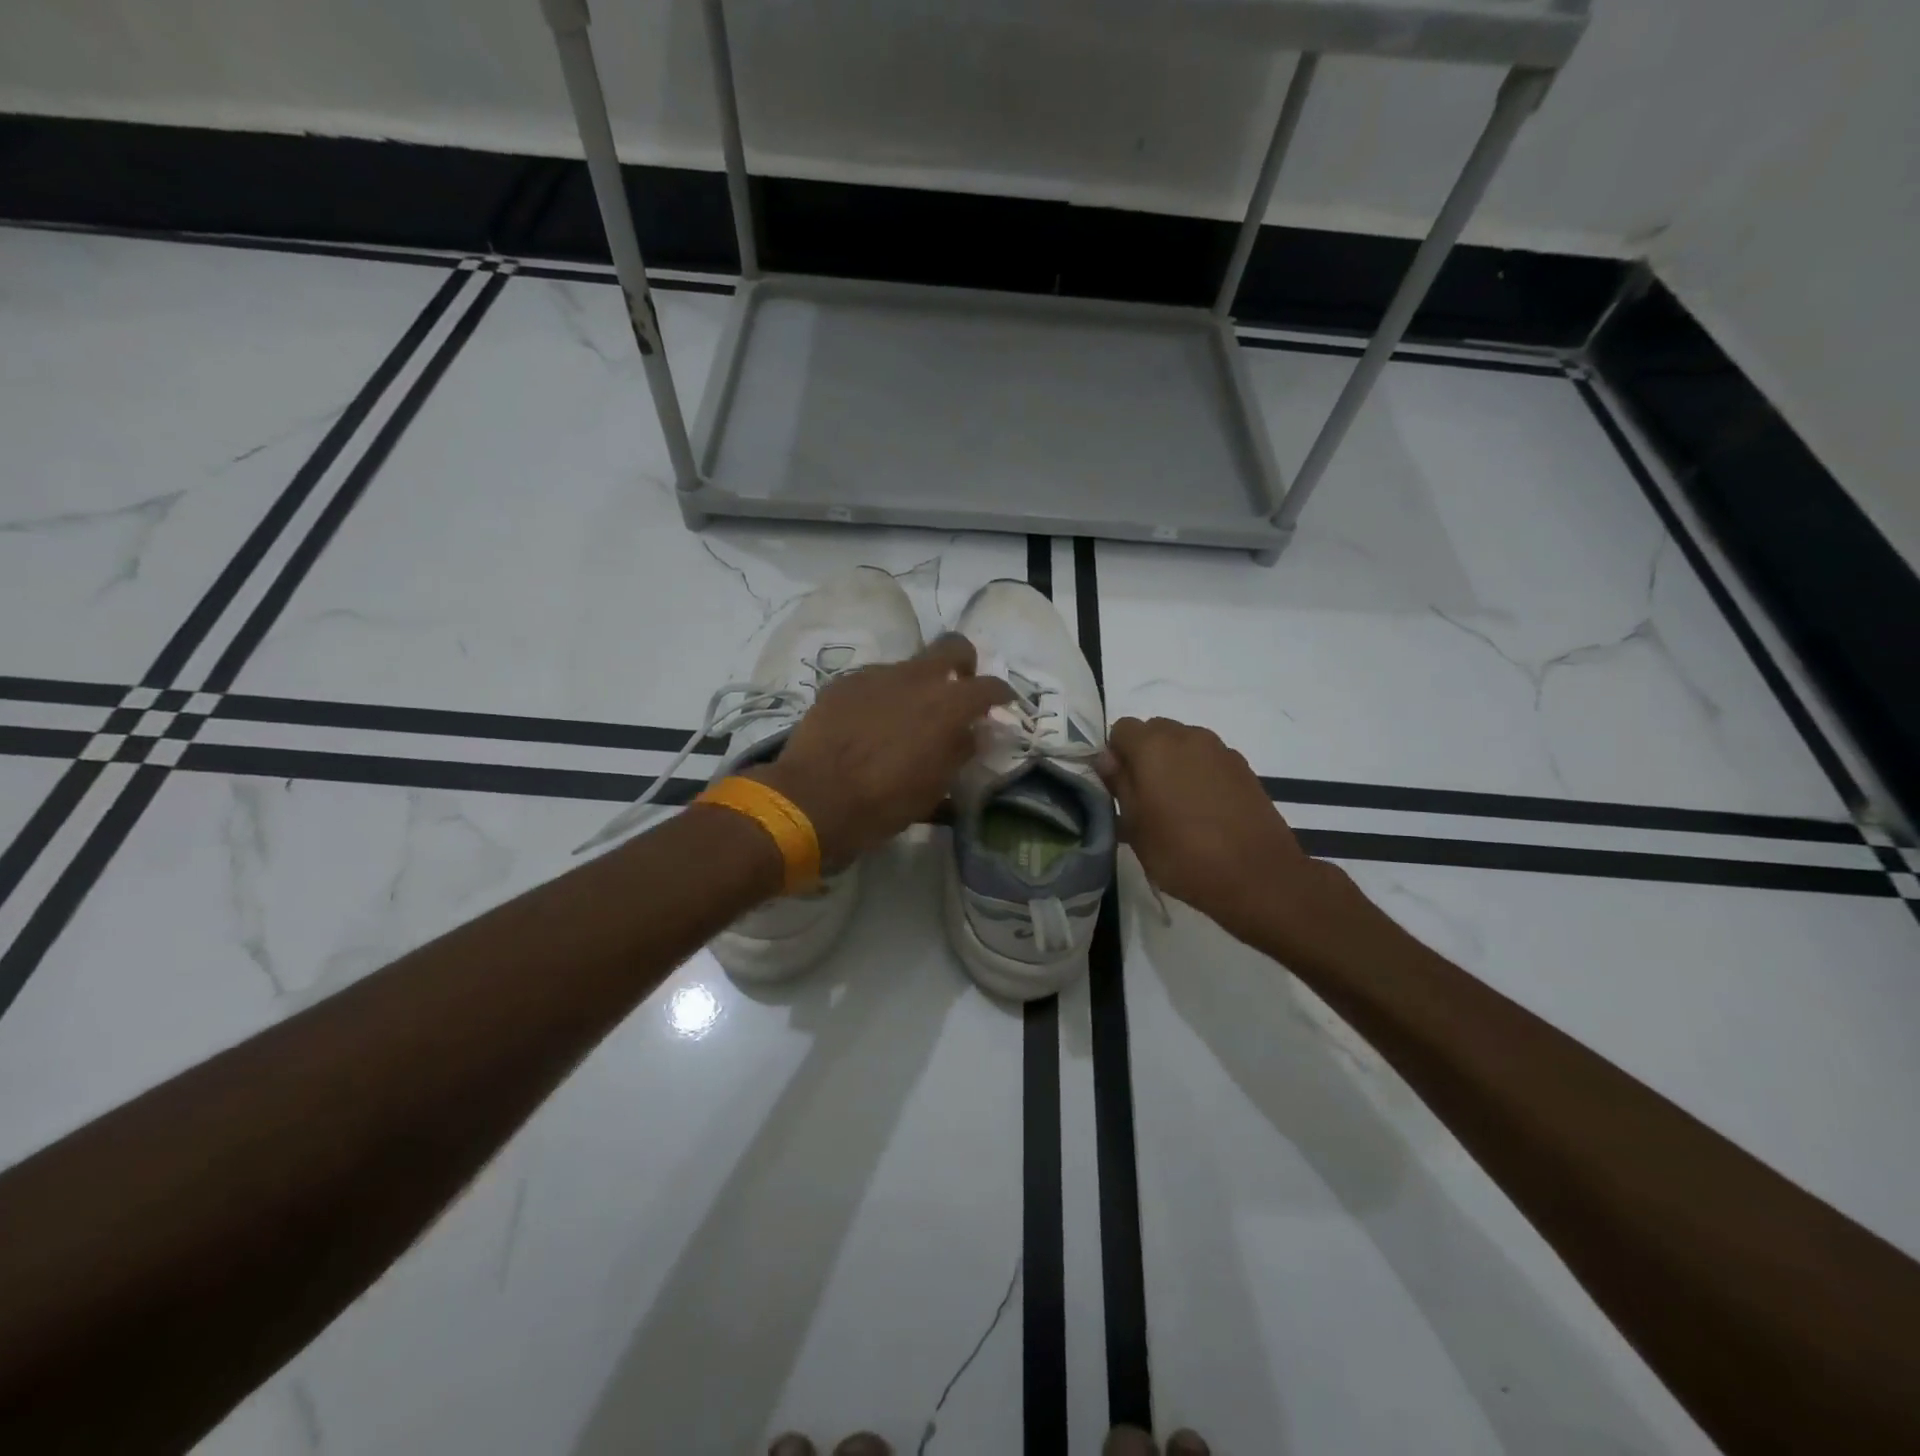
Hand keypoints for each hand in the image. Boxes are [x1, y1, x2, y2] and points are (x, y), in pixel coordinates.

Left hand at [756, 634, 1011, 866]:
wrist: (812, 799)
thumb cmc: (884, 802)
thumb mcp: (935, 787)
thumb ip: (959, 751)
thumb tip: (973, 733)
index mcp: (948, 705)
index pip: (989, 686)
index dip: (1001, 693)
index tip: (1002, 703)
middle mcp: (916, 678)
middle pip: (953, 646)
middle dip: (963, 662)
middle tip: (958, 688)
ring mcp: (876, 675)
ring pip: (908, 666)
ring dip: (916, 685)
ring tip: (903, 718)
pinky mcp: (843, 683)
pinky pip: (873, 681)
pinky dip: (881, 697)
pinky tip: (868, 724)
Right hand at [1098, 716, 1353, 950]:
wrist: (1256, 876)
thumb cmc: (1182, 853)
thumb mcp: (1135, 826)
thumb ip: (1119, 784)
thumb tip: (1106, 758)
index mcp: (1153, 746)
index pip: (1121, 729)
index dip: (1115, 755)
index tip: (1119, 788)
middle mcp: (1187, 736)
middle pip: (1154, 730)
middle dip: (1144, 756)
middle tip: (1145, 797)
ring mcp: (1220, 750)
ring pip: (1184, 744)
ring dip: (1173, 763)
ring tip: (1176, 805)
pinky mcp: (1243, 768)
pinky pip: (1209, 760)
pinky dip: (1200, 774)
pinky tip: (1204, 810)